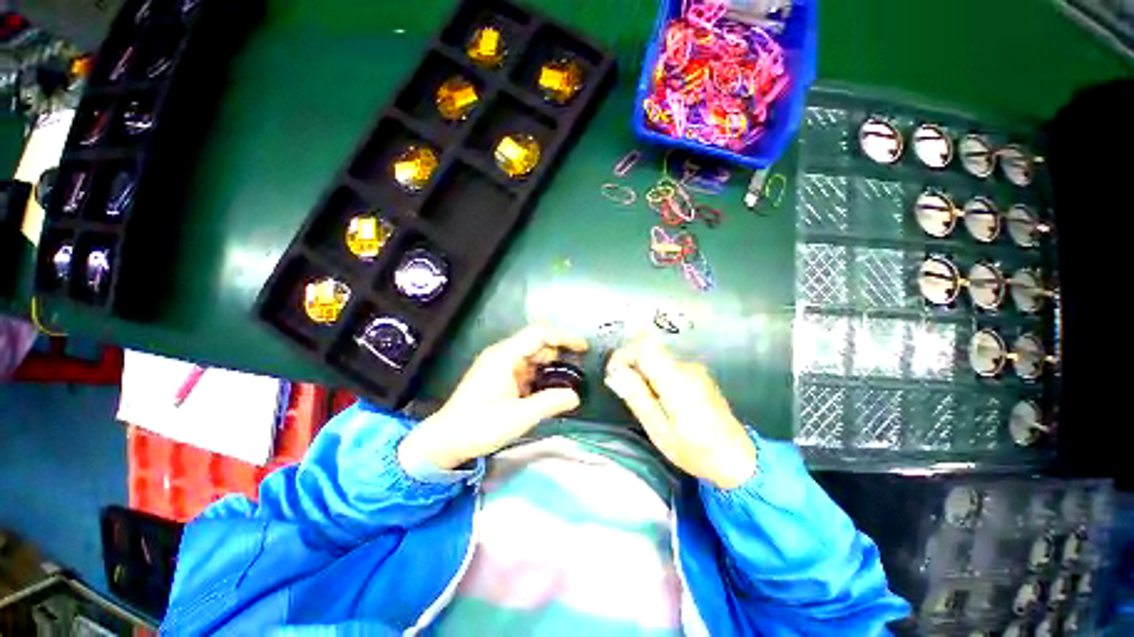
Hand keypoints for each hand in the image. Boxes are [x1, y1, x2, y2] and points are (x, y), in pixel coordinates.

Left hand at [399, 325, 588, 470]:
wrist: (445, 440)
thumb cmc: (480, 426)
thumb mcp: (520, 416)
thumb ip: (550, 403)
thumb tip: (575, 396)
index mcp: (505, 356)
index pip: (539, 334)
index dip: (564, 337)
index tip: (583, 348)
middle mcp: (502, 354)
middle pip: (537, 344)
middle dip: (560, 353)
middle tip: (579, 370)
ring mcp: (500, 365)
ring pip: (532, 357)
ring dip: (550, 366)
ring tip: (569, 381)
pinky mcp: (499, 377)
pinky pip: (525, 369)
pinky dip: (540, 375)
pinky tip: (550, 389)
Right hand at [604, 338, 755, 489]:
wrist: (736, 458)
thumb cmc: (694, 450)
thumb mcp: (658, 429)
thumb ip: (636, 396)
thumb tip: (615, 372)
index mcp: (676, 380)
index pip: (643, 346)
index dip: (623, 354)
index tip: (613, 374)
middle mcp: (686, 367)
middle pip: (649, 349)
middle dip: (629, 364)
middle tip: (623, 390)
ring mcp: (694, 369)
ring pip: (656, 357)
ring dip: (641, 371)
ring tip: (640, 399)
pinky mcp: (697, 374)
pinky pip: (667, 365)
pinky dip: (654, 375)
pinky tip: (658, 398)